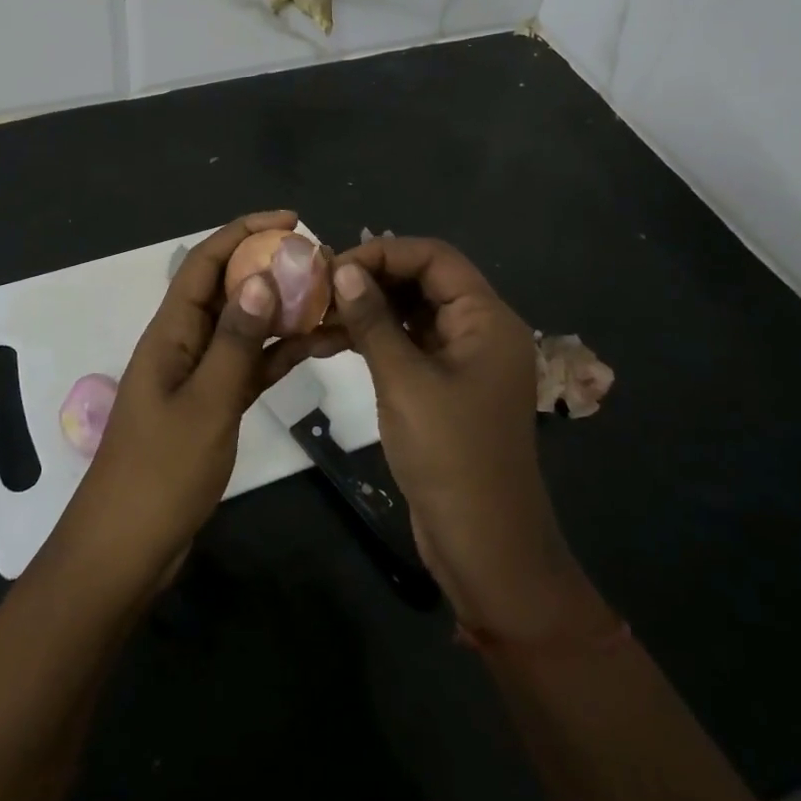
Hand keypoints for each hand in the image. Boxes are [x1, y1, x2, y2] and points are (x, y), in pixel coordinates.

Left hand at [52, 211, 325, 588]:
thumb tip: (262, 277)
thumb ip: (236, 341)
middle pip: (229, 289)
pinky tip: (317, 345)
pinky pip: (250, 365)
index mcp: (171, 331)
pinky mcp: (212, 404)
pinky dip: (280, 353)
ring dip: (283, 311)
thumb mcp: (205, 403)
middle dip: (272, 267)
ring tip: (330, 299)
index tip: (292, 220)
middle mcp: (184, 343)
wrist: (127, 549)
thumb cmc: (160, 473)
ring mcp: (199, 374)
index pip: (206, 263)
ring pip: (245, 327)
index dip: (244, 232)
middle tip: (323, 263)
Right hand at [330, 237, 599, 638]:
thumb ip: (373, 321)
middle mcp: (479, 330)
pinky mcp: (443, 386)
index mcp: (486, 319)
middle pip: (422, 281)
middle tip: (317, 288)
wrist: (485, 548)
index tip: (333, 267)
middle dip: (370, 279)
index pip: (435, 258)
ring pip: (410, 313)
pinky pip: (406, 345)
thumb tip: (343, 269)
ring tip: (314, 312)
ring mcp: (461, 360)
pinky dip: (372, 339)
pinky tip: (328, 341)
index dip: (384, 253)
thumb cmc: (450, 457)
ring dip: (366, 309)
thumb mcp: (405, 382)